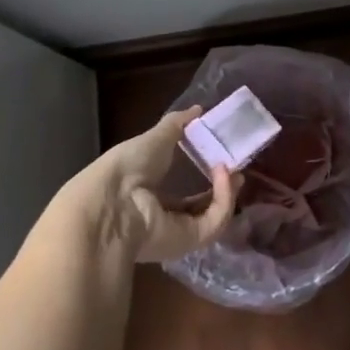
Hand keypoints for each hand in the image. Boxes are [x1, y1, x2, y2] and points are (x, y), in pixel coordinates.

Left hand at [52, 108, 237, 264]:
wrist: (113, 203)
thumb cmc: (128, 166)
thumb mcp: (155, 137)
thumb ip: (177, 124)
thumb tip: (198, 109)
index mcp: (151, 196)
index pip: (183, 190)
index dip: (203, 174)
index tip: (220, 156)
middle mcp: (164, 217)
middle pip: (203, 206)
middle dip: (222, 187)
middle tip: (236, 166)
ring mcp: (179, 231)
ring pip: (214, 215)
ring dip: (227, 191)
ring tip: (232, 168)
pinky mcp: (192, 240)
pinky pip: (216, 219)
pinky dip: (224, 196)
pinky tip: (224, 174)